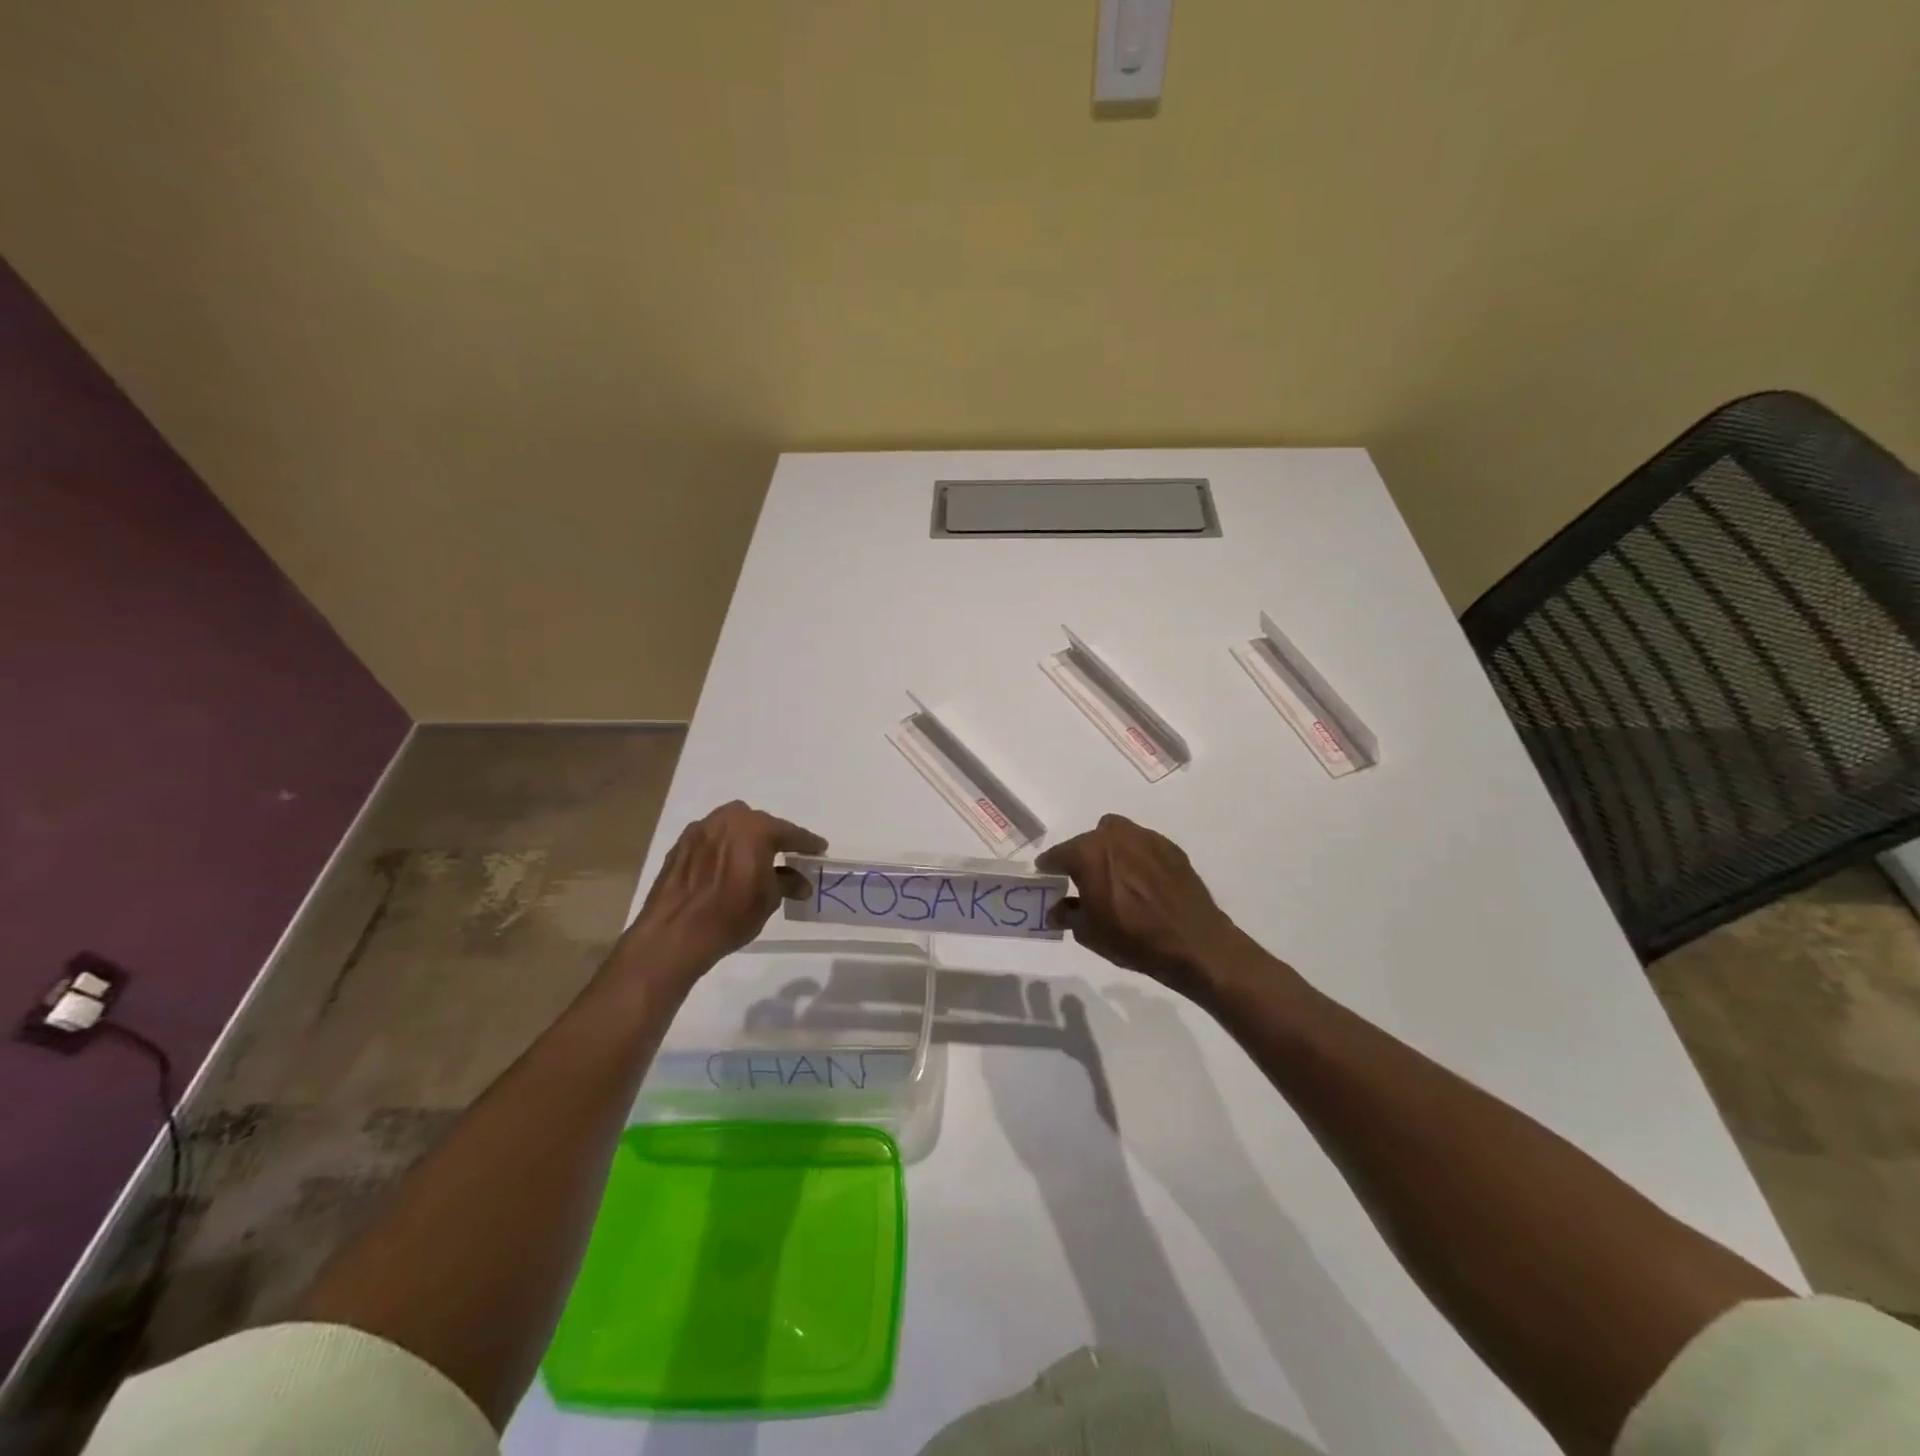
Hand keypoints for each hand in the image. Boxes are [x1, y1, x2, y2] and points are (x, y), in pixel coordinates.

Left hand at [616, 801, 825, 983]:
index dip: (808, 843)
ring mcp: (700, 829)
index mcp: (756, 829)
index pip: (791, 832)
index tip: (819, 849)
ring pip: (732, 825)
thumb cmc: (731, 915)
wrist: (674, 934)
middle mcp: (728, 820)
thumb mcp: (769, 900)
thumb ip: (787, 882)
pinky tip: (724, 866)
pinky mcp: (680, 845)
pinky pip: (711, 838)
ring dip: (745, 838)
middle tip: (785, 855)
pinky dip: (722, 846)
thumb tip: (801, 882)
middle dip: (774, 837)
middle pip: (760, 823)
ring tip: (752, 858)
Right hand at [1037, 814, 1266, 999]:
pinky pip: (1142, 846)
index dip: (1049, 867)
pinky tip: (1142, 883)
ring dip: (1109, 852)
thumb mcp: (1089, 933)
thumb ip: (1067, 914)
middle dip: (1081, 858)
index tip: (1046, 877)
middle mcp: (1115, 836)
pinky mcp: (1170, 848)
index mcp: (1088, 852)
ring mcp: (1146, 838)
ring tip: (1115, 879)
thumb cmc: (1133, 938)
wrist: (1194, 943)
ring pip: (1116, 836)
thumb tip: (1056, 909)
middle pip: (1087, 841)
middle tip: (1083, 882)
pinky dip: (1136, 858)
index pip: (1058, 854)